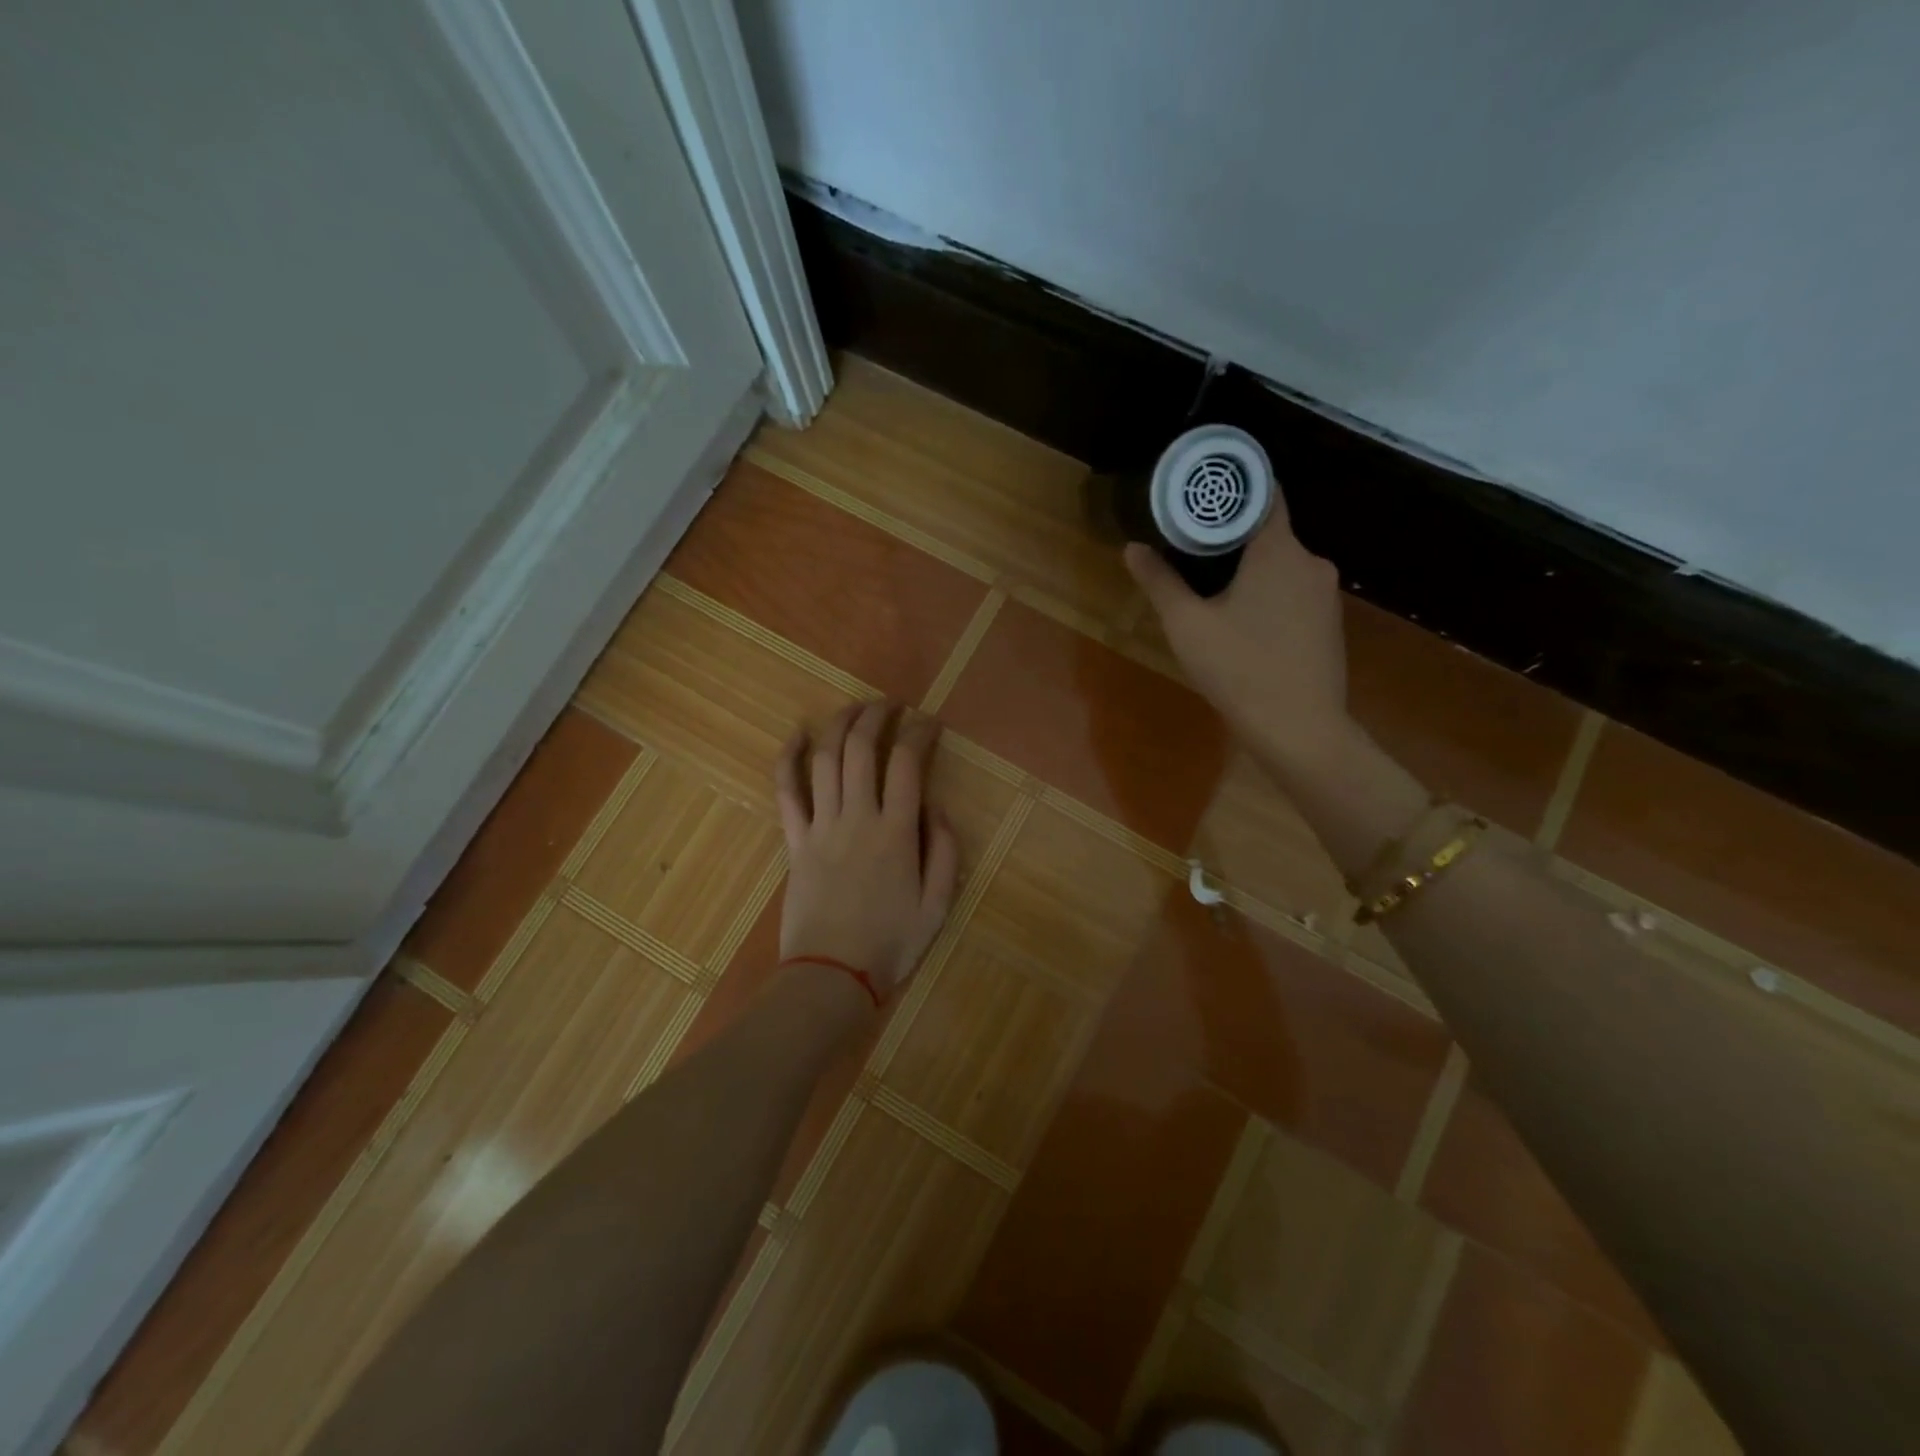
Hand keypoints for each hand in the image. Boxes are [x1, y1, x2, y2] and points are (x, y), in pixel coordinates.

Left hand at [774, 701, 959, 997]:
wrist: (831, 976)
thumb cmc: (890, 944)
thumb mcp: (938, 905)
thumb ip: (945, 852)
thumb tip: (937, 808)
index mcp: (897, 832)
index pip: (908, 763)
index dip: (920, 733)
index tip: (929, 721)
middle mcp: (858, 818)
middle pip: (862, 749)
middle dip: (877, 716)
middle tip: (890, 705)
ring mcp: (821, 826)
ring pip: (826, 760)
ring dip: (840, 725)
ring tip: (855, 709)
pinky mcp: (795, 841)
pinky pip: (786, 791)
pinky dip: (789, 758)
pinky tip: (797, 734)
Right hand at [1124, 514, 1349, 767]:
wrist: (1300, 729)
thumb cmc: (1239, 669)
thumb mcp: (1187, 625)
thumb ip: (1160, 581)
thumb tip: (1133, 548)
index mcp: (1279, 550)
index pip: (1263, 493)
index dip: (1232, 489)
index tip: (1200, 494)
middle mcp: (1311, 561)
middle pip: (1269, 531)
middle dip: (1232, 535)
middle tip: (1190, 545)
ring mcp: (1326, 594)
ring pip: (1282, 564)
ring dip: (1250, 568)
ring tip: (1211, 585)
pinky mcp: (1330, 623)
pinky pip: (1294, 592)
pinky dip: (1268, 594)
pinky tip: (1244, 621)